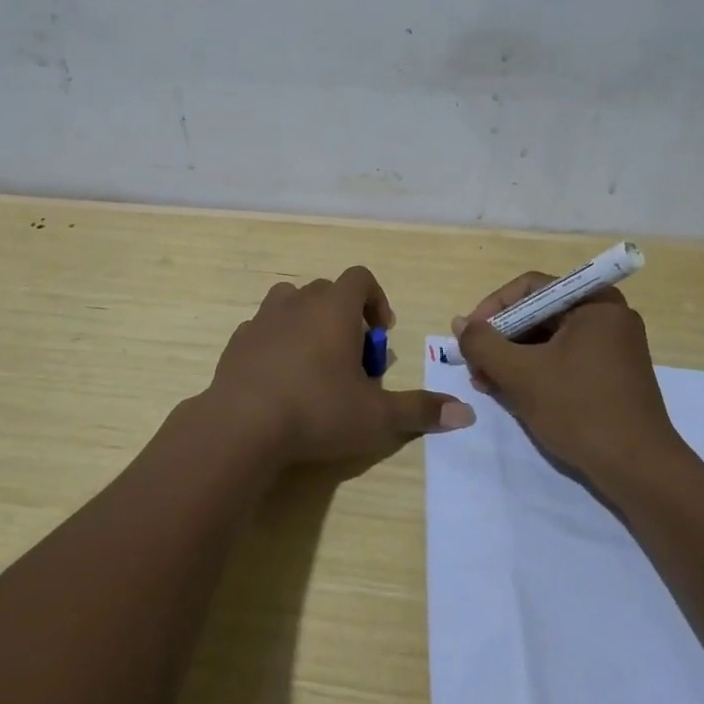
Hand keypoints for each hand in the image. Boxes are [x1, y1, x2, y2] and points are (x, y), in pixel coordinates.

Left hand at [203, 266, 473, 467]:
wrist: (242, 426)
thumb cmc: (317, 410)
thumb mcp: (376, 416)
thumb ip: (420, 410)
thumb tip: (467, 415)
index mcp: (333, 306)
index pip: (360, 278)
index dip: (376, 300)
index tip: (380, 334)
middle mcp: (297, 302)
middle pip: (327, 291)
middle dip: (344, 317)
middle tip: (352, 360)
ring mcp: (262, 319)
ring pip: (290, 303)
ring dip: (307, 323)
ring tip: (315, 363)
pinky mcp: (237, 341)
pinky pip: (263, 330)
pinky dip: (276, 344)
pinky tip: (280, 380)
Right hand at [454, 273, 683, 480]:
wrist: (639, 470)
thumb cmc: (579, 410)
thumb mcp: (521, 374)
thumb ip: (483, 344)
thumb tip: (461, 324)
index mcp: (595, 303)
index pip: (530, 288)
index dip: (493, 308)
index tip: (469, 335)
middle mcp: (608, 317)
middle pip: (539, 314)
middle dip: (501, 339)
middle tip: (474, 364)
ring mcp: (613, 348)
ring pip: (549, 341)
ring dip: (514, 358)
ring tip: (486, 383)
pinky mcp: (612, 376)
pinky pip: (564, 361)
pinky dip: (536, 372)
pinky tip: (512, 393)